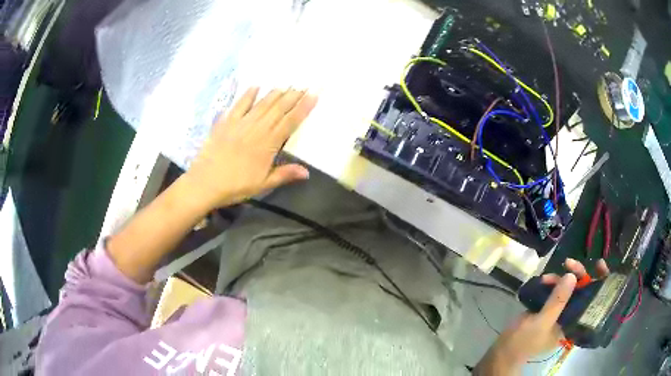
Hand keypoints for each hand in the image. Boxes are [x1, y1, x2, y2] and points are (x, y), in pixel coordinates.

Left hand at [184, 87, 317, 209]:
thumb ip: (284, 174)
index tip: (313, 95)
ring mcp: (241, 123)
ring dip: (275, 93)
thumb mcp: (263, 184)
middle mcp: (257, 129)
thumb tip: (307, 172)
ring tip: (286, 85)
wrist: (205, 182)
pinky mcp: (226, 122)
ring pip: (262, 104)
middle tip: (304, 85)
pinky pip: (239, 105)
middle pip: (278, 109)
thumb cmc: (236, 186)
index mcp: (268, 144)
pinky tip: (256, 86)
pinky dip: (248, 95)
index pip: (290, 122)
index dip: (303, 108)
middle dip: (293, 96)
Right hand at [475, 258, 609, 374]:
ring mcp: (562, 313)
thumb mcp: (540, 323)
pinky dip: (555, 282)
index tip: (599, 263)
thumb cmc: (522, 345)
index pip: (597, 300)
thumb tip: (573, 274)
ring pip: (571, 288)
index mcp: (576, 324)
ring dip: (564, 277)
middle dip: (579, 274)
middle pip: (585, 289)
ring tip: (553, 272)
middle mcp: (573, 317)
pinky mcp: (550, 309)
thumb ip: (558, 300)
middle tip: (569, 263)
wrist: (502, 355)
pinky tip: (547, 278)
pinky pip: (559, 290)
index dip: (601, 282)